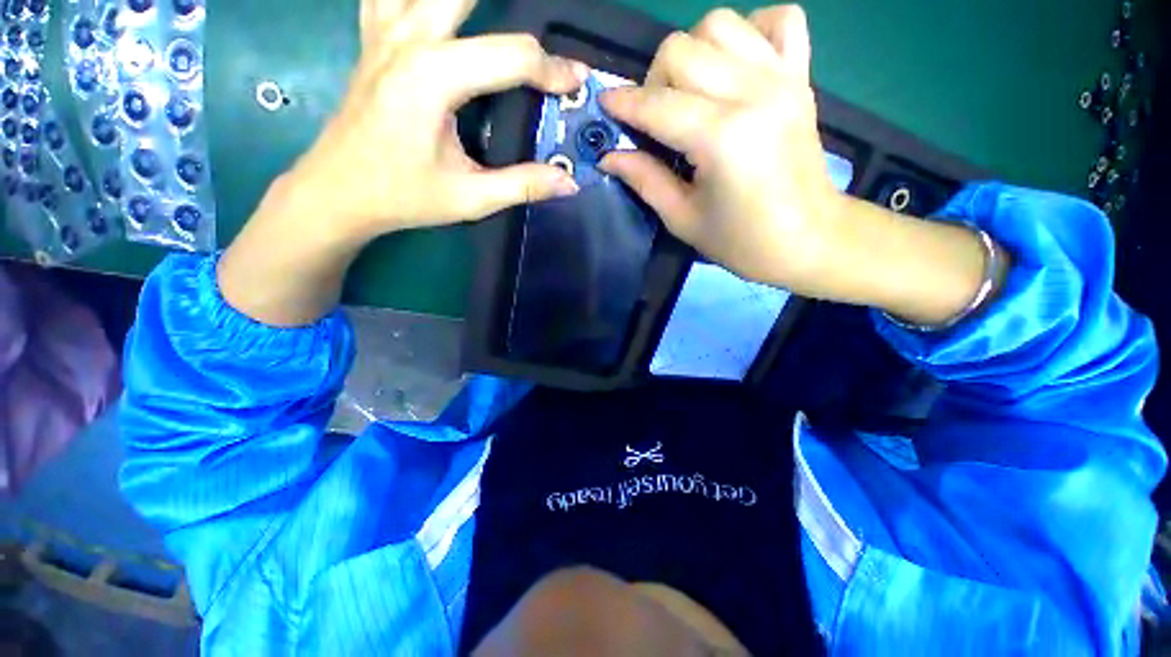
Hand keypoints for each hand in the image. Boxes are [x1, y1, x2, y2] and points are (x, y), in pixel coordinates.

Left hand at [288, 0, 585, 240]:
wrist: (338, 192)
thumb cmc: (403, 196)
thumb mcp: (470, 198)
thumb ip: (523, 186)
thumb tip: (569, 182)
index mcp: (435, 77)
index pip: (512, 56)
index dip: (551, 68)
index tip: (576, 81)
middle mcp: (409, 39)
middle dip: (512, 7)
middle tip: (537, 39)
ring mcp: (384, 32)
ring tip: (491, 10)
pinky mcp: (372, 39)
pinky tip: (430, 9)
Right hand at [600, 6, 842, 291]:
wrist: (809, 238)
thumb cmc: (742, 240)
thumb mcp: (683, 220)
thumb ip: (645, 180)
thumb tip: (609, 156)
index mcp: (722, 138)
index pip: (657, 105)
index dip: (623, 104)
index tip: (605, 107)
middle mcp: (753, 93)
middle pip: (682, 48)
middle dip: (654, 81)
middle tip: (655, 118)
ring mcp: (782, 77)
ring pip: (720, 24)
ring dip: (692, 53)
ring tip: (690, 92)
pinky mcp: (801, 76)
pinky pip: (777, 19)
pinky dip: (749, 31)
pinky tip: (735, 65)